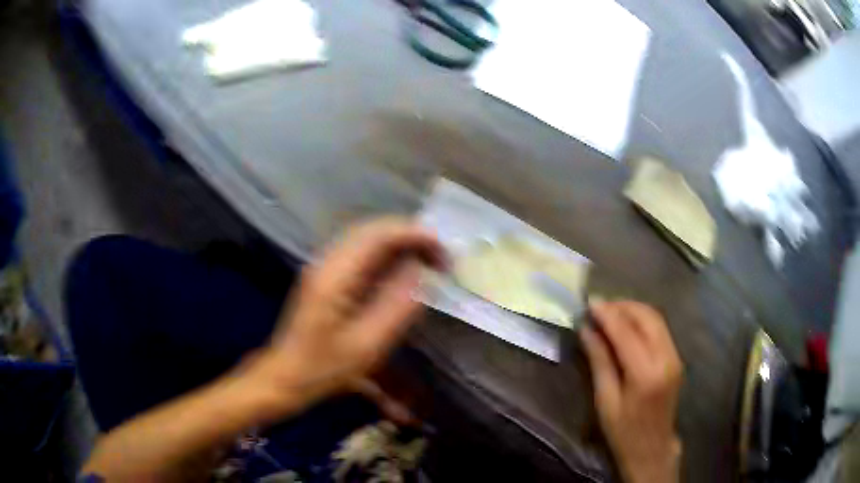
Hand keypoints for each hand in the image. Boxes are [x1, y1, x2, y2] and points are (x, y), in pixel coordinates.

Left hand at [249, 218, 445, 420]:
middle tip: (440, 256)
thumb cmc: (324, 368)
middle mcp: (327, 262)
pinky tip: (402, 269)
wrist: (285, 376)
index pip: (378, 236)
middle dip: (410, 235)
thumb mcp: (366, 346)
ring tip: (428, 259)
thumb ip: (396, 307)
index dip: (414, 235)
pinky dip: (386, 254)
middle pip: (372, 230)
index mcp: (335, 276)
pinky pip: (360, 253)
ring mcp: (324, 267)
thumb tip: (419, 272)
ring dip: (399, 242)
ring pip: (366, 238)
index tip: (443, 250)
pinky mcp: (326, 278)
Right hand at [580, 301, 682, 482]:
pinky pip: (660, 329)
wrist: (652, 448)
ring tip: (610, 313)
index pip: (627, 332)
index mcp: (646, 374)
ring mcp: (675, 357)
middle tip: (599, 306)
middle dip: (623, 306)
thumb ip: (599, 361)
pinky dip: (642, 321)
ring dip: (633, 311)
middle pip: (647, 317)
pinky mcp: (676, 358)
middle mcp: (666, 359)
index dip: (608, 314)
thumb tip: (587, 330)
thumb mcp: (605, 400)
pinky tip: (626, 326)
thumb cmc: (623, 431)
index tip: (590, 302)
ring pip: (656, 319)